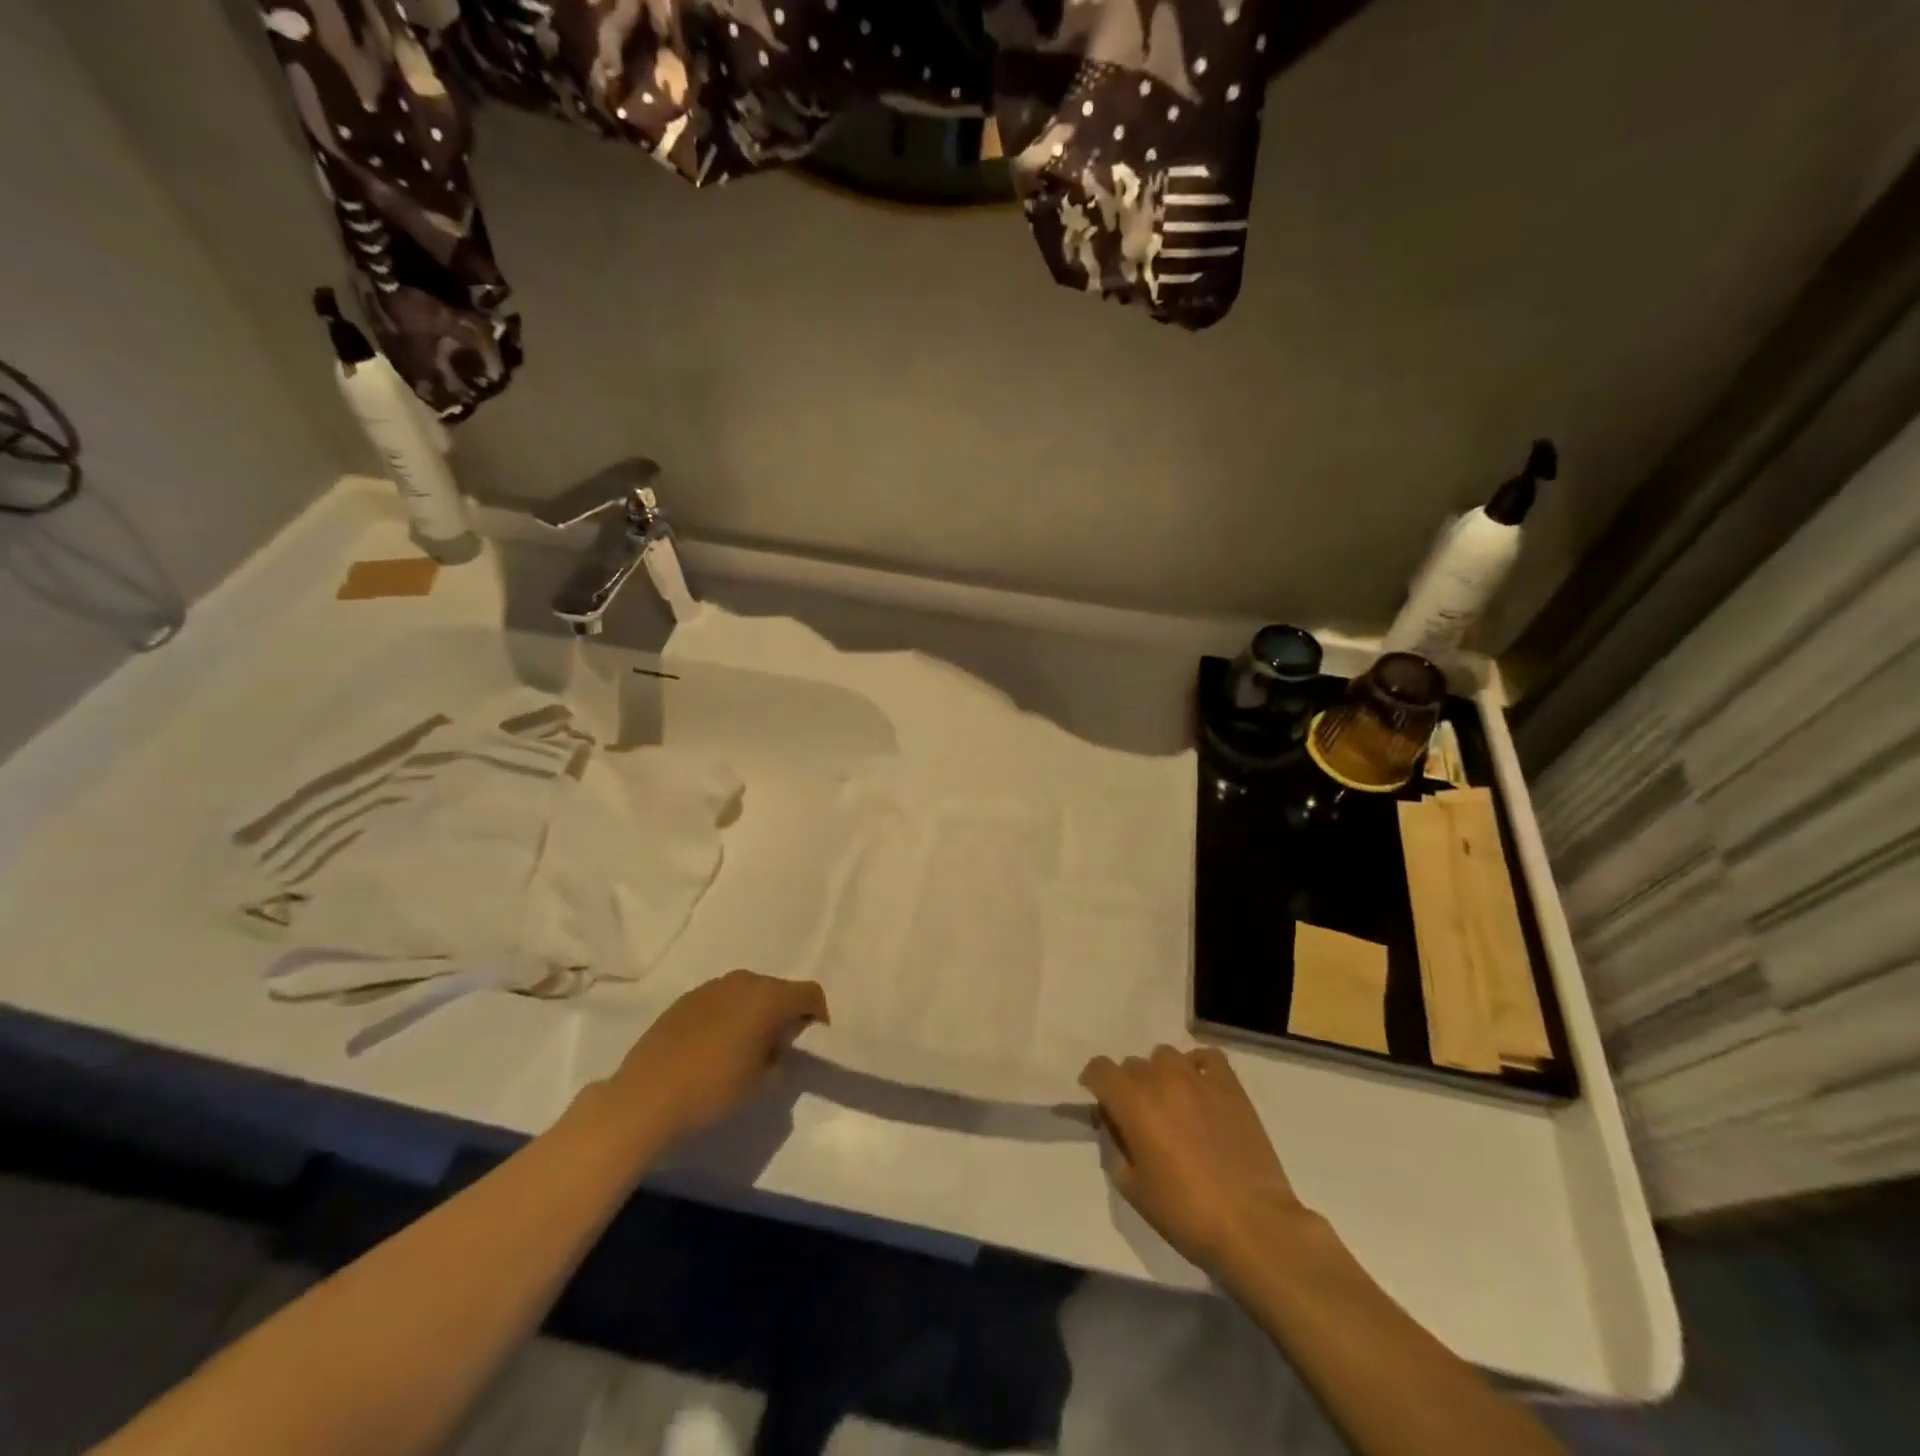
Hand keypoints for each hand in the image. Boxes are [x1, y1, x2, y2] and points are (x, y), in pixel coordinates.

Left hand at [608, 969, 827, 1144]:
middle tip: (781, 1046)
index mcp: (768, 997)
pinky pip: (721, 1000)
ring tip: (748, 1046)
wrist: (645, 1098)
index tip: (813, 1041)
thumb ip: (780, 1056)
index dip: (818, 1015)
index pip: (810, 993)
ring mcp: (711, 987)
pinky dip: (729, 1015)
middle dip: (786, 1012)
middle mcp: (743, 982)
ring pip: (748, 992)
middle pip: (778, 989)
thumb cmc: (713, 1089)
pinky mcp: (686, 999)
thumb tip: (778, 1046)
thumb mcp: (761, 1081)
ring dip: (756, 1012)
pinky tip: (716, 1045)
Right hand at [1081, 1045, 1310, 1274]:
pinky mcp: (1230, 1086)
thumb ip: (1116, 1146)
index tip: (1100, 1103)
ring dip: (1160, 1074)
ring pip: (1165, 1055)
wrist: (1252, 1224)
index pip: (1099, 1068)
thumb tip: (1117, 1126)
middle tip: (1139, 1117)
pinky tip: (1200, 1089)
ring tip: (1171, 1103)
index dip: (1093, 1082)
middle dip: (1128, 1086)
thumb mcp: (1132, 1188)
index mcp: (1133, 1103)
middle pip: (1132, 1064)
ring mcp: (1198, 1078)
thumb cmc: (1185, 1213)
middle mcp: (1161, 1079)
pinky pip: (1207, 1056)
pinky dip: (1197, 1066)